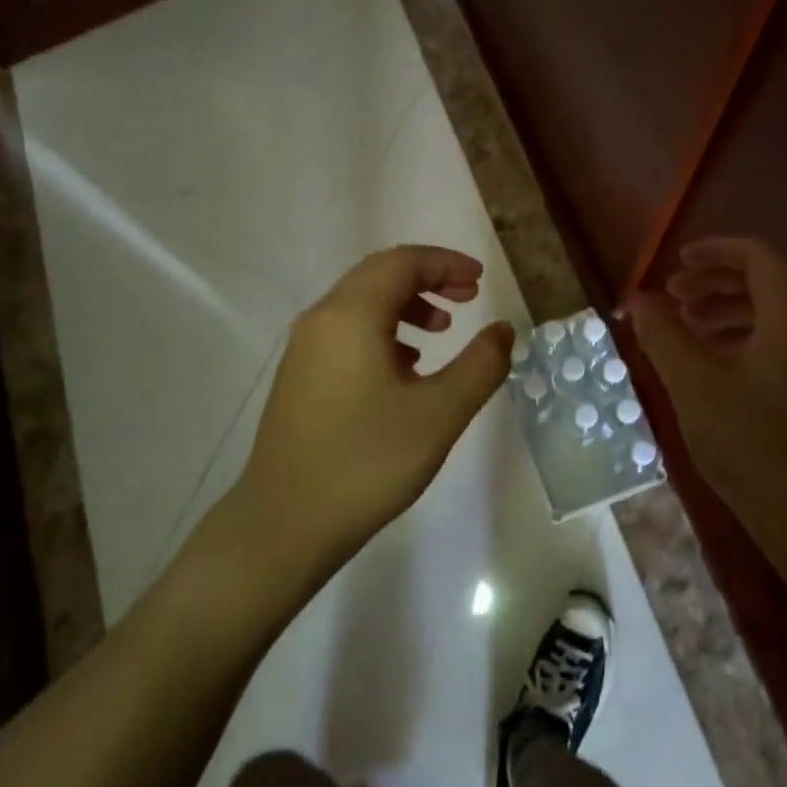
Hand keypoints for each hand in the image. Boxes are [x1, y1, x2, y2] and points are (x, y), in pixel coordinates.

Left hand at [235, 245, 515, 560]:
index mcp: (351, 315)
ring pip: (360, 306)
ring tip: (441, 333)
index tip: (480, 279)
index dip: (445, 263)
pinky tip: (405, 369)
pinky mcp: (298, 379)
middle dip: (427, 279)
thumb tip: (502, 330)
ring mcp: (304, 350)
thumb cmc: (367, 461)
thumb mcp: (439, 413)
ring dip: (405, 306)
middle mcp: (321, 320)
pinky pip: (346, 334)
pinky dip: (382, 333)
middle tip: (467, 298)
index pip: (402, 262)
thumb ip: (480, 365)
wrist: (284, 525)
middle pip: (378, 277)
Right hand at [628, 237, 786, 534]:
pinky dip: (735, 341)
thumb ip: (663, 336)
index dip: (717, 250)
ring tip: (681, 329)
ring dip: (722, 312)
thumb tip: (637, 298)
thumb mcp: (694, 386)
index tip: (676, 262)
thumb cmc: (751, 444)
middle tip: (670, 296)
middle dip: (713, 282)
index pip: (760, 259)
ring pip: (766, 318)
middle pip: (763, 285)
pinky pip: (771, 347)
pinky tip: (705, 368)